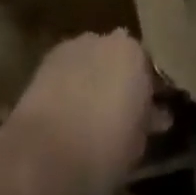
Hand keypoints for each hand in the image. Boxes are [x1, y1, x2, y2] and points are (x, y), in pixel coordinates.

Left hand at [2, 32, 162, 194]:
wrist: (39, 155)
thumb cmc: (98, 154)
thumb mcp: (135, 148)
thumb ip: (147, 123)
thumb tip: (156, 114)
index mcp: (135, 55)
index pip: (151, 70)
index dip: (151, 94)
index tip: (151, 115)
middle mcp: (107, 39)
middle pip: (122, 58)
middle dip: (123, 80)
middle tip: (121, 112)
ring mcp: (76, 44)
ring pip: (95, 59)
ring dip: (97, 78)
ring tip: (91, 112)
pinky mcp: (49, 56)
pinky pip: (71, 67)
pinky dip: (73, 81)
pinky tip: (69, 108)